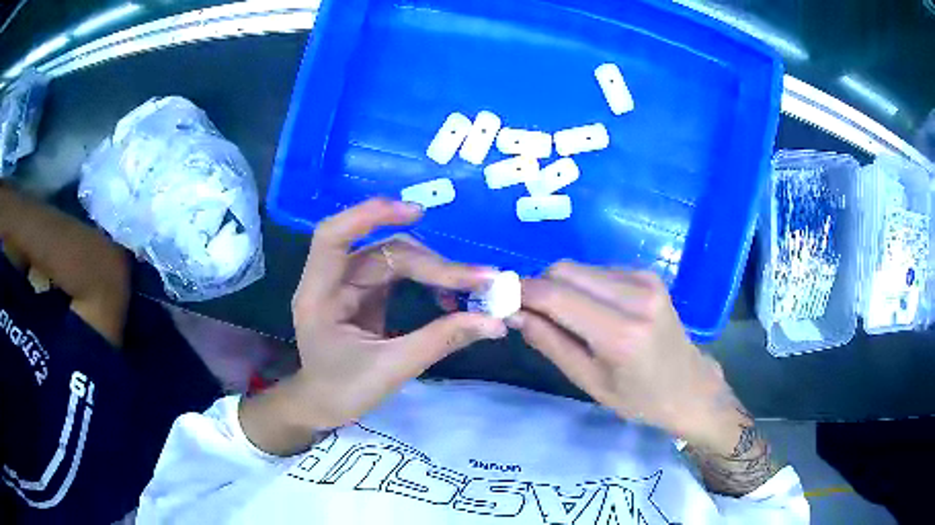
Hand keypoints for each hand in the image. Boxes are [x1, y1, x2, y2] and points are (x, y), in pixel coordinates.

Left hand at [290, 198, 507, 429]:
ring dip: (434, 269)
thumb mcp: (391, 368)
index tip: (416, 212)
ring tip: (471, 286)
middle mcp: (331, 281)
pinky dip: (427, 280)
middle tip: (479, 279)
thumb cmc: (343, 391)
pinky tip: (448, 295)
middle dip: (431, 263)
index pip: (333, 237)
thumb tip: (494, 322)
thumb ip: (440, 340)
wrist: (324, 407)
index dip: (369, 216)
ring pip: (394, 260)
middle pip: (382, 252)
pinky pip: (398, 275)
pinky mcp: (365, 294)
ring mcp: (349, 286)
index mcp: (319, 296)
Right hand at [512, 262, 740, 448]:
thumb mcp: (589, 382)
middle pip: (564, 271)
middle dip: (540, 288)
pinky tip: (592, 312)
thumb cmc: (639, 398)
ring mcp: (645, 280)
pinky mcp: (648, 275)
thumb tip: (515, 312)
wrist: (689, 386)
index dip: (520, 293)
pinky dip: (582, 286)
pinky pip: (597, 271)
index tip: (500, 301)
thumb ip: (550, 343)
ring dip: (561, 288)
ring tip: (567, 319)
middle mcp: (635, 296)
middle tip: (532, 315)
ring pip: (579, 268)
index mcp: (621, 333)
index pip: (555, 296)